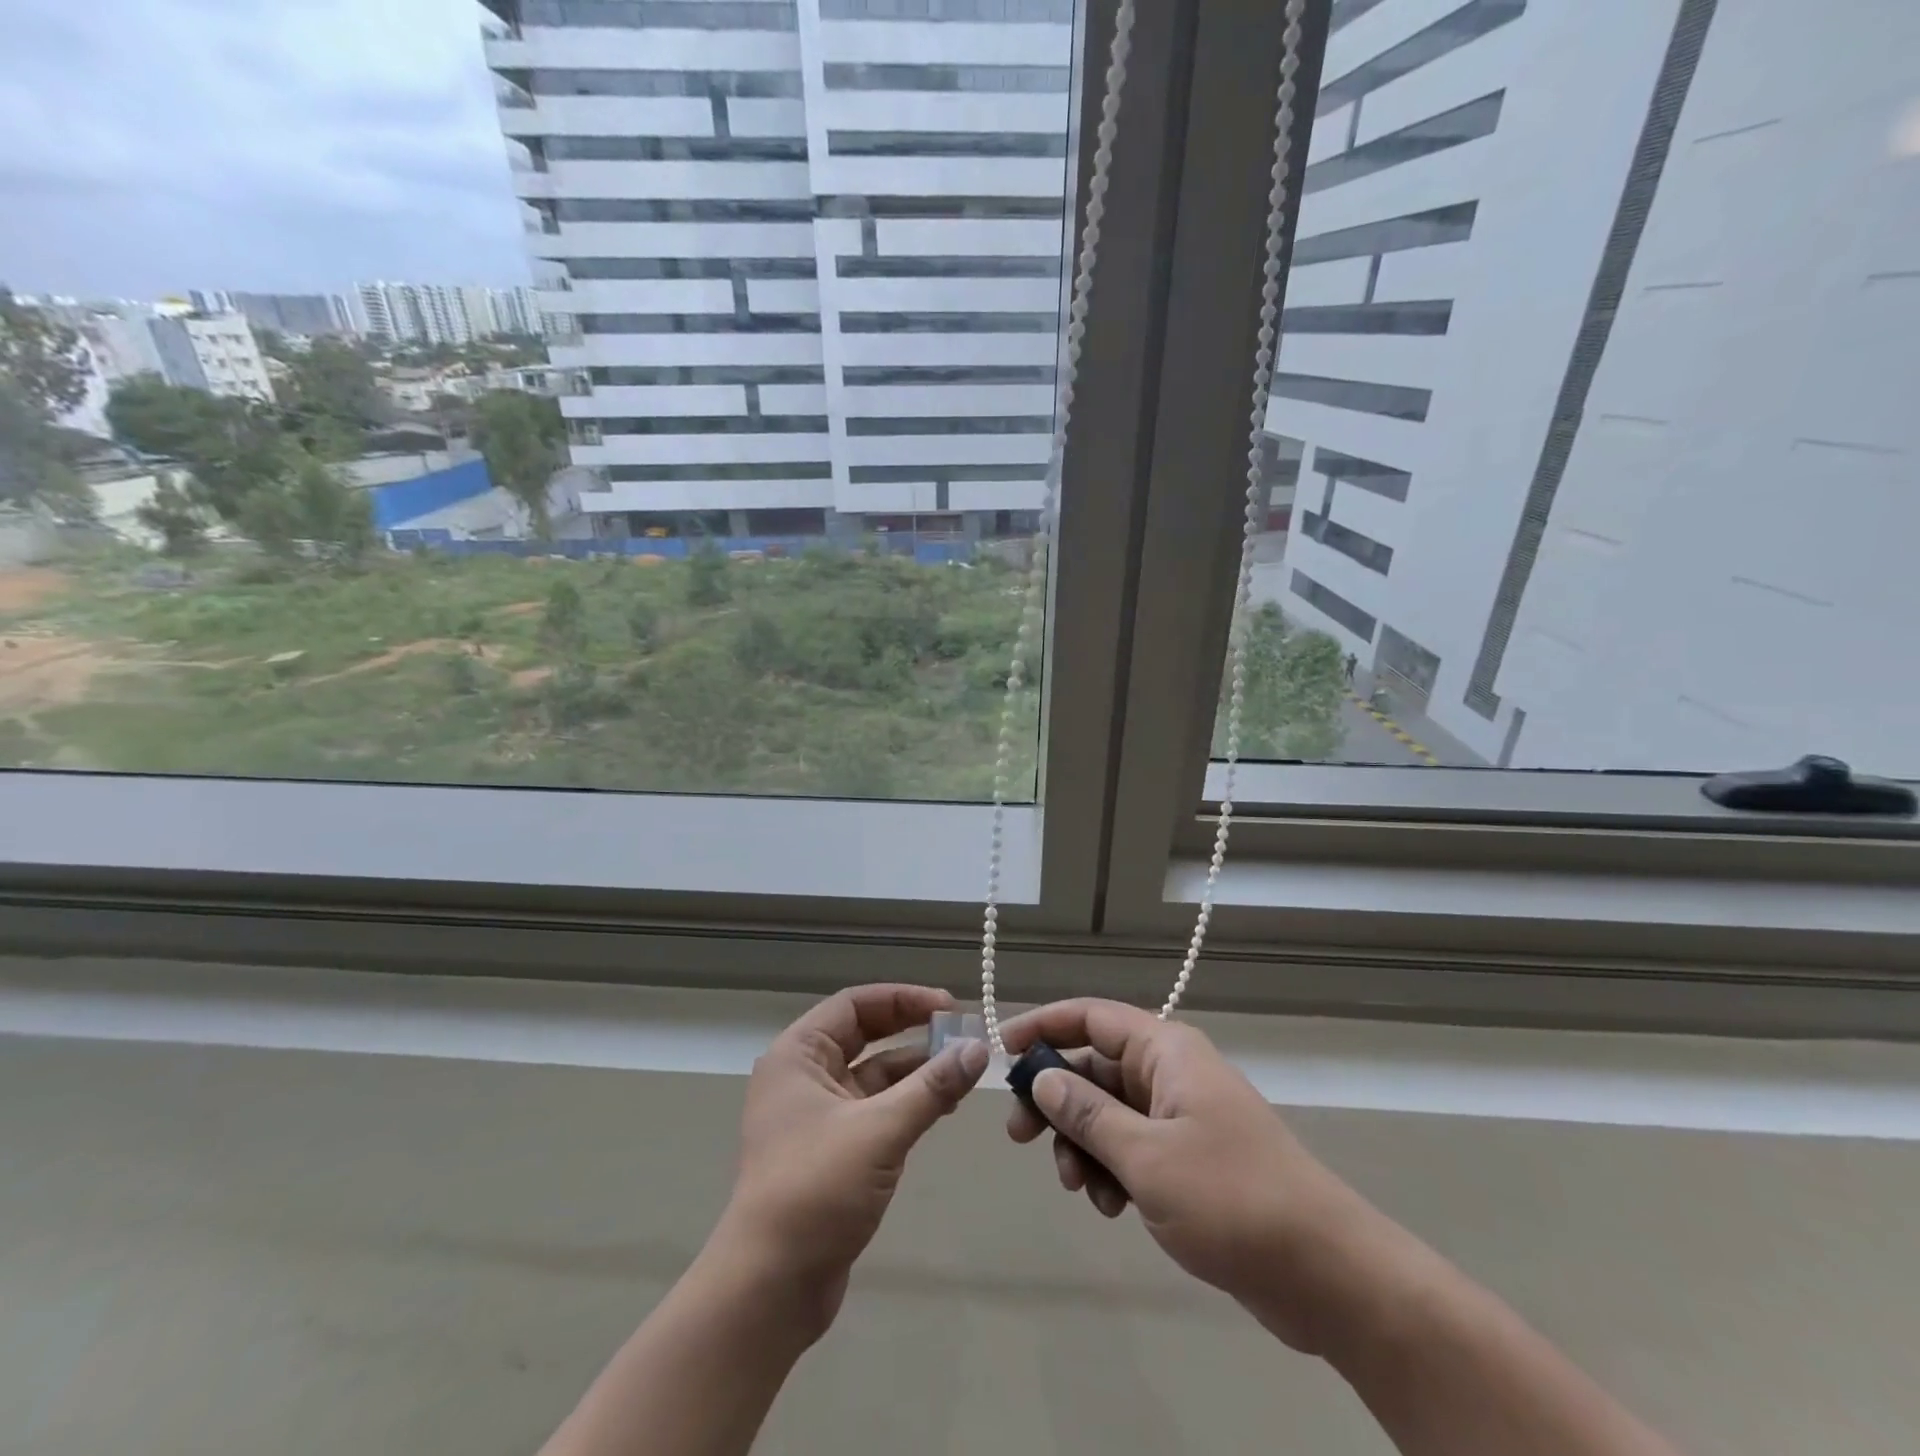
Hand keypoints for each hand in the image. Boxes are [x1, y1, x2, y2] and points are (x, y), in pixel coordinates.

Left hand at [718, 984, 988, 1336]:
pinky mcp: (833, 1150)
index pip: (855, 1004)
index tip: (950, 1007)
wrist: (769, 1288)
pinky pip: (876, 1109)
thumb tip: (978, 1049)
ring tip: (964, 1071)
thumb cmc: (816, 1189)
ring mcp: (817, 1114)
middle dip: (914, 1031)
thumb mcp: (879, 1130)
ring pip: (875, 1074)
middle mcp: (804, 1075)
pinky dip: (908, 1103)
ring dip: (916, 1070)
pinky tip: (942, 1106)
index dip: (905, 999)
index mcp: (799, 1054)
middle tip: (962, 1034)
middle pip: (866, 1034)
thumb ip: (932, 1087)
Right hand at [1003, 998, 1377, 1352]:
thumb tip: (1042, 1077)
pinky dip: (1111, 1169)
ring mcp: (1181, 1116)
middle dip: (1056, 1100)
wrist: (1325, 1272)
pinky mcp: (1188, 1157)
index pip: (1091, 1016)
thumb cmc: (1231, 1197)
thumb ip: (1087, 1113)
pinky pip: (1131, 1147)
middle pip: (1094, 1067)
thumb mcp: (1145, 1156)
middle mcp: (1171, 1072)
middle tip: (1021, 1137)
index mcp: (1165, 1050)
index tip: (1002, 1051)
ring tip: (1079, 1188)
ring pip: (1108, 1112)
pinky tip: (1112, 1207)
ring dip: (1083, 1144)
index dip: (1043, 1026)